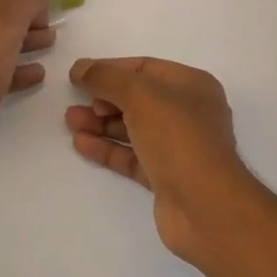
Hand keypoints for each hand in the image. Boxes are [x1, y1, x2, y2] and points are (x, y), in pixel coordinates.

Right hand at [66, 57, 258, 265]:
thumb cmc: (177, 136)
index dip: (110, 69)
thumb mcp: (138, 95)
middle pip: (137, 99)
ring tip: (70, 121)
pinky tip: (81, 144)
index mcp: (191, 85)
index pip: (144, 69)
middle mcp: (188, 113)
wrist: (206, 208)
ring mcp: (178, 148)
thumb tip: (80, 67)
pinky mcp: (167, 178)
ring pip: (133, 128)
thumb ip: (105, 77)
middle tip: (74, 102)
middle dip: (103, 99)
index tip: (80, 75)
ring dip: (101, 124)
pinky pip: (132, 156)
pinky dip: (108, 148)